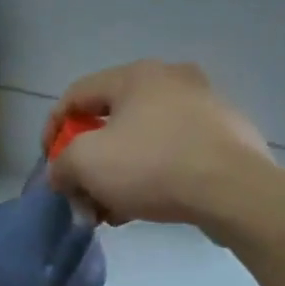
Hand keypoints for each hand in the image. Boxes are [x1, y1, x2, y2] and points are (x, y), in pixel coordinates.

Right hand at [44, 61, 271, 228]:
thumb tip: (61, 175)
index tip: (49, 164)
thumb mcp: (86, 164)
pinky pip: (172, 153)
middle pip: (111, 120)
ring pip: (142, 140)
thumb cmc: (152, 165)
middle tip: (80, 191)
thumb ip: (61, 165)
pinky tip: (142, 207)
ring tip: (109, 210)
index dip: (52, 129)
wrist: (234, 191)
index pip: (76, 95)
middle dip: (88, 160)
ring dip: (117, 174)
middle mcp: (172, 80)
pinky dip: (150, 176)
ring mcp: (204, 107)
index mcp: (136, 75)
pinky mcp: (226, 137)